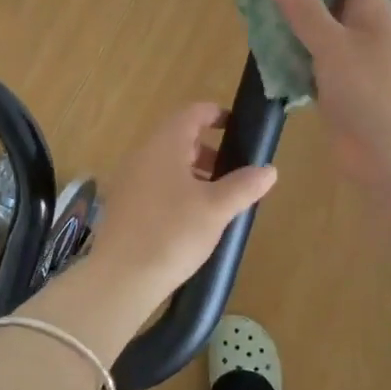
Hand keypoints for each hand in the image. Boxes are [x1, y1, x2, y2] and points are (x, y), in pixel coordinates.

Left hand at [85, 102, 277, 303]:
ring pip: (166, 162)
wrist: (121, 277)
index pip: (191, 113)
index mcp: (164, 144)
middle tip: (233, 170)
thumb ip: (244, 185)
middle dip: (207, 148)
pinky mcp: (122, 204)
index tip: (237, 127)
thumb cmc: (172, 233)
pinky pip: (154, 183)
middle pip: (178, 137)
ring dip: (192, 171)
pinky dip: (176, 188)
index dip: (216, 114)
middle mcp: (142, 154)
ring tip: (216, 197)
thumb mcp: (216, 209)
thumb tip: (268, 170)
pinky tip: (190, 217)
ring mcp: (128, 179)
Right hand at [272, 0, 390, 188]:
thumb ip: (305, 10)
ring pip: (318, 35)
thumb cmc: (370, 92)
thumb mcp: (333, 45)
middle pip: (331, 2)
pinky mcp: (339, 91)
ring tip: (254, 22)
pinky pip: (312, 67)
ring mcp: (353, 63)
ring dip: (291, 30)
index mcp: (372, 12)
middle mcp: (364, 32)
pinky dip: (292, 62)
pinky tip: (265, 61)